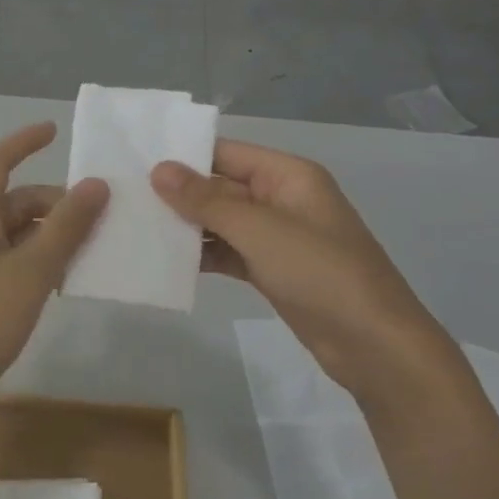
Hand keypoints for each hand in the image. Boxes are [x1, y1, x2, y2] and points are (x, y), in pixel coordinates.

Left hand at [0, 123, 107, 425]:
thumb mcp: (32, 269)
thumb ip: (66, 227)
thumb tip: (95, 184)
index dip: (23, 142)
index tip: (55, 130)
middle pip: (17, 199)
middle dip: (58, 201)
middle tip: (104, 215)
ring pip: (21, 231)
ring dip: (55, 232)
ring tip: (97, 247)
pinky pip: (18, 258)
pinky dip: (44, 258)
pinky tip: (70, 280)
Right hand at [151, 141, 457, 399]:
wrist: (375, 346)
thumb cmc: (321, 274)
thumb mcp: (260, 230)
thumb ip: (207, 200)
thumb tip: (159, 169)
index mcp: (287, 176)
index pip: (225, 153)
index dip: (183, 156)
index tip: (133, 161)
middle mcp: (281, 198)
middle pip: (220, 186)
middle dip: (177, 193)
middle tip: (124, 197)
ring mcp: (276, 236)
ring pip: (220, 221)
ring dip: (185, 225)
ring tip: (134, 226)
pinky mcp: (270, 269)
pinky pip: (227, 251)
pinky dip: (201, 254)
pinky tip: (164, 260)